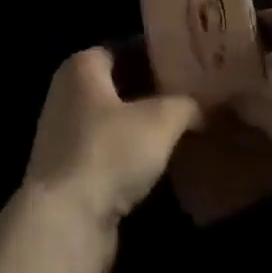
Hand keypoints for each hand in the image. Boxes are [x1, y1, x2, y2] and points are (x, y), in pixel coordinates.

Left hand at [21, 48, 201, 272]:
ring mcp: (65, 135)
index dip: (158, 54)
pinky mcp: (69, 174)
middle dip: (155, 92)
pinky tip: (163, 164)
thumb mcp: (161, 119)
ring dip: (145, 128)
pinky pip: (109, 153)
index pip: (126, 48)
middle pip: (121, 85)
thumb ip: (186, 105)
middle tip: (194, 96)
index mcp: (82, 66)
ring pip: (116, 121)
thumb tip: (206, 108)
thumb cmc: (109, 152)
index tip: (189, 64)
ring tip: (186, 129)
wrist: (66, 224)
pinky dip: (133, 156)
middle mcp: (68, 93)